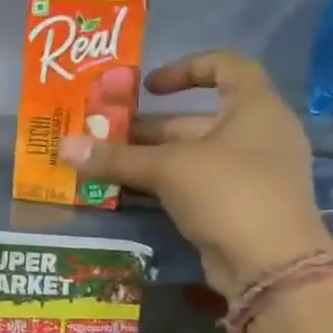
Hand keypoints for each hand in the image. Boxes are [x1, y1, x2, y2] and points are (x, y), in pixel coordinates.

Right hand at [58, 52, 332, 301]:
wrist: (270, 265)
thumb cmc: (229, 193)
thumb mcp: (167, 168)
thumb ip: (114, 157)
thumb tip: (62, 146)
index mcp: (254, 108)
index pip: (225, 66)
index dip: (185, 68)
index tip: (146, 87)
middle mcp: (256, 135)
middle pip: (195, 119)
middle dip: (147, 128)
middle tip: (103, 136)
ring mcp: (248, 173)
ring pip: (190, 155)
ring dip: (147, 158)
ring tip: (104, 164)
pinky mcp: (235, 205)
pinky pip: (193, 183)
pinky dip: (161, 184)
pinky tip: (124, 192)